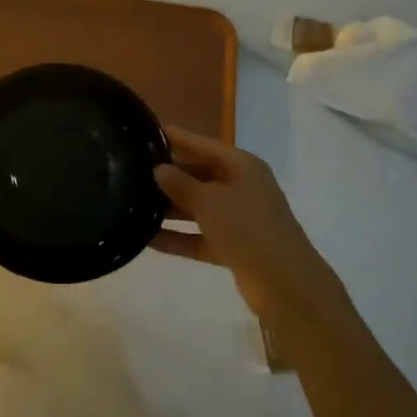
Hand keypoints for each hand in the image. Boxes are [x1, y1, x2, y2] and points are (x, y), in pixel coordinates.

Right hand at [151, 126, 333, 317]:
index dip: (174, 138)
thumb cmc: (247, 228)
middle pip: (198, 174)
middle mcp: (241, 187)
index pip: (201, 144)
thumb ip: (180, 183)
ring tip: (132, 204)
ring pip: (197, 207)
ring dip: (169, 209)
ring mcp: (238, 218)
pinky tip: (147, 240)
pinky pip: (199, 236)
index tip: (144, 131)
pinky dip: (178, 237)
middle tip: (130, 171)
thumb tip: (159, 169)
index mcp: (241, 166)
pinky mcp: (234, 247)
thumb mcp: (209, 201)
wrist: (286, 285)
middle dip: (167, 176)